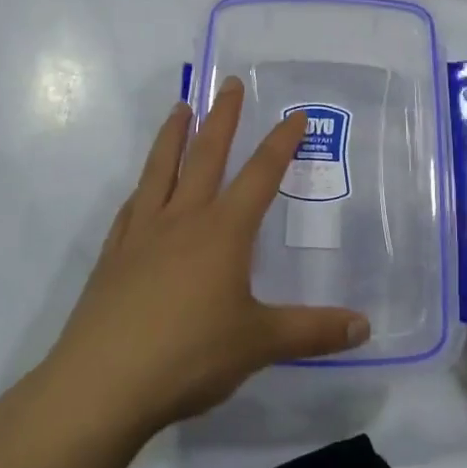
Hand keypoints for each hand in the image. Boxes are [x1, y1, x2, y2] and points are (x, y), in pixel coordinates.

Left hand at [42, 78, 369, 435]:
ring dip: (173, 136)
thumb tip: (365, 327)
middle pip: (206, 156)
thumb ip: (313, 331)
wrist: (101, 384)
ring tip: (180, 107)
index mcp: (223, 231)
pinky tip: (142, 190)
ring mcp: (142, 235)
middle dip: (223, 118)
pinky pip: (131, 208)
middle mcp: (183, 220)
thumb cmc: (189, 355)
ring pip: (161, 170)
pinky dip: (142, 188)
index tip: (295, 114)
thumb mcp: (259, 344)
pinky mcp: (113, 257)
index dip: (281, 143)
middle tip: (229, 83)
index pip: (261, 175)